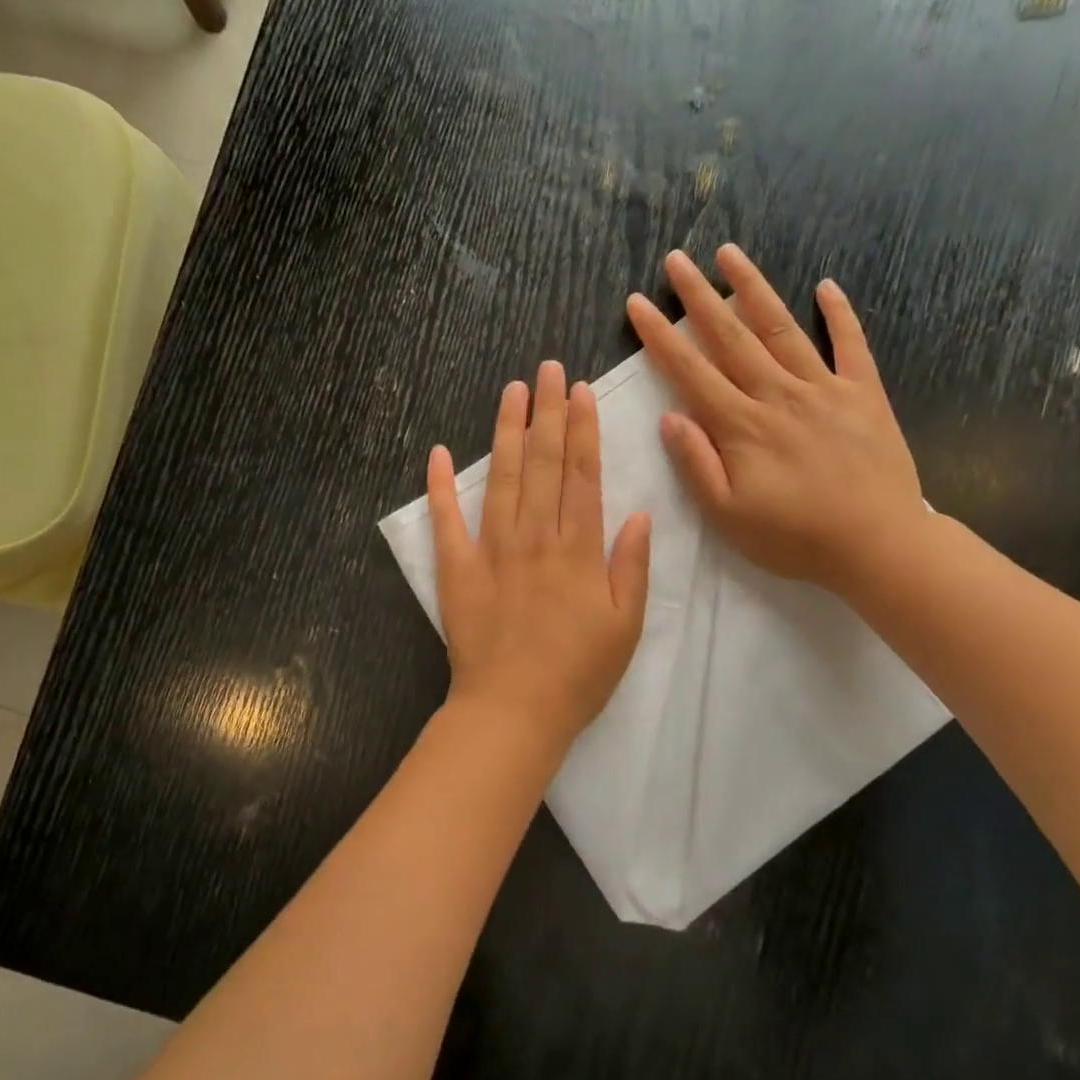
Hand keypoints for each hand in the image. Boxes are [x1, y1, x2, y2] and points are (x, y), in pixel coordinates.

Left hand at [429, 361, 651, 749]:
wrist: (513, 711)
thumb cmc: (578, 674)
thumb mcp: (626, 625)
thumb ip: (632, 566)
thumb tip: (640, 513)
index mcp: (578, 549)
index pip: (582, 474)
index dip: (582, 428)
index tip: (579, 391)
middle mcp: (534, 537)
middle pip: (543, 463)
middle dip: (546, 412)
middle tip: (546, 368)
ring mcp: (491, 550)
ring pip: (501, 478)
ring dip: (507, 431)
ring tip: (511, 391)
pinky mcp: (457, 570)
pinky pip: (446, 521)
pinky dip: (440, 486)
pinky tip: (438, 452)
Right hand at [625, 244, 926, 598]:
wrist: (878, 546)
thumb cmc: (795, 538)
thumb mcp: (728, 516)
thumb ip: (696, 464)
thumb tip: (669, 416)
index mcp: (742, 426)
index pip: (691, 372)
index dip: (660, 336)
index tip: (638, 303)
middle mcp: (779, 395)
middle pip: (732, 337)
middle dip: (699, 297)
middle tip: (677, 259)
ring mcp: (825, 388)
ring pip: (783, 328)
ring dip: (754, 288)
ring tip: (730, 254)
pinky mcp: (864, 394)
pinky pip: (851, 344)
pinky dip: (840, 313)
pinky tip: (826, 285)